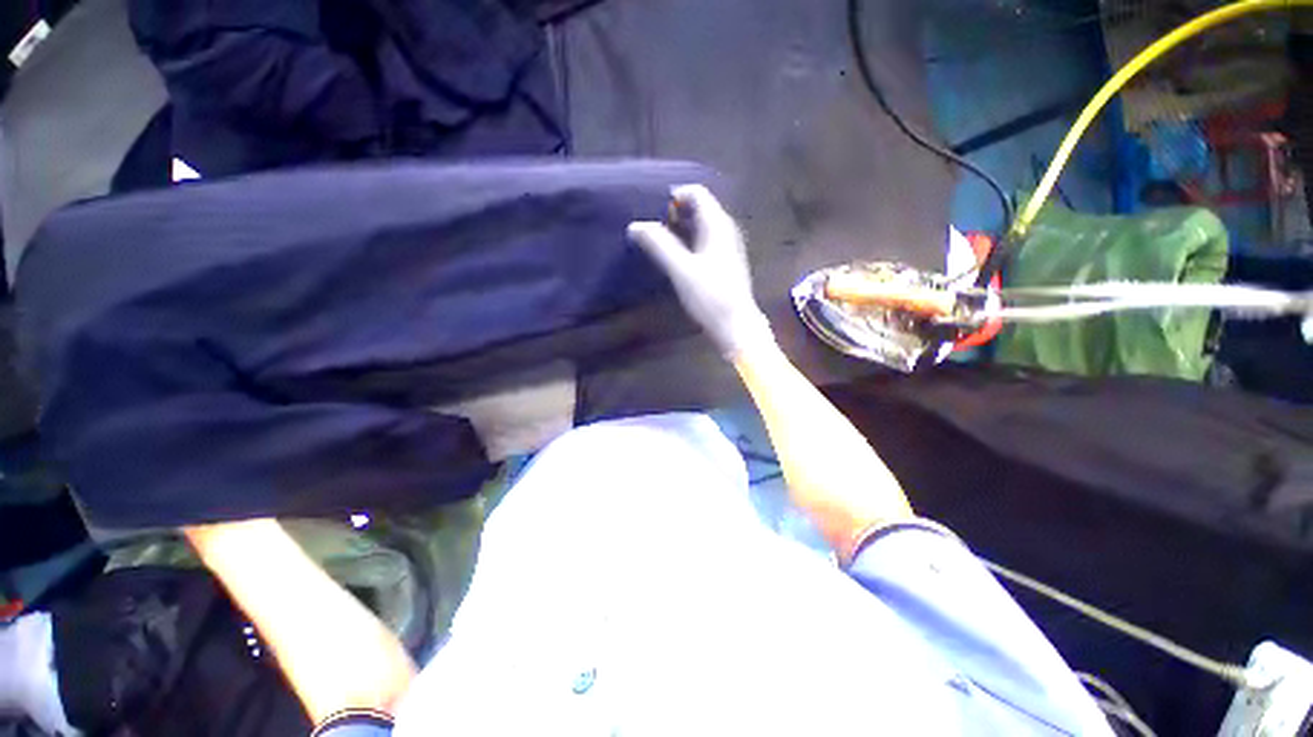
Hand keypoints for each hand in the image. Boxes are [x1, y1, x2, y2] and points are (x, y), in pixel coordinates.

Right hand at [627, 185, 774, 358]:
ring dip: (679, 229)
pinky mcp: (724, 263)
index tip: (653, 212)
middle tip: (651, 228)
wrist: (735, 326)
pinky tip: (675, 258)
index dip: (673, 197)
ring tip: (657, 242)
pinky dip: (687, 242)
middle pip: (698, 208)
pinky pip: (703, 241)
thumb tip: (635, 225)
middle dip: (674, 213)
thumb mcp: (681, 270)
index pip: (696, 193)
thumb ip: (659, 245)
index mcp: (717, 225)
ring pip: (700, 226)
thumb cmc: (710, 296)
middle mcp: (725, 230)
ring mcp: (726, 247)